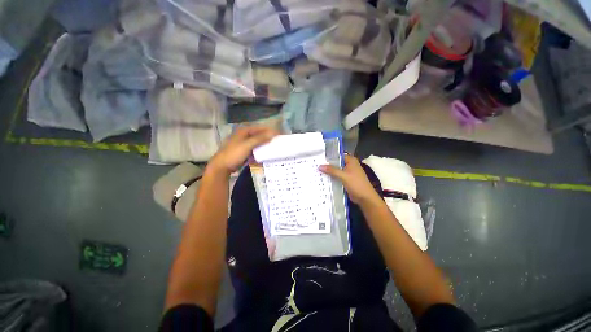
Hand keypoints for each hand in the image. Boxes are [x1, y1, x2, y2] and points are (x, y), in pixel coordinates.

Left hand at [209, 126, 277, 174]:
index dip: (269, 130)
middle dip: (268, 136)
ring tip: (274, 146)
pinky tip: (266, 152)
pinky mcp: (244, 150)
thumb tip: (272, 134)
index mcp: (244, 131)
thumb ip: (259, 139)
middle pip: (259, 134)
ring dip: (265, 143)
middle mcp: (244, 135)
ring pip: (257, 141)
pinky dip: (260, 149)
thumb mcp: (247, 145)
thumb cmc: (234, 153)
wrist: (222, 166)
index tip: (279, 134)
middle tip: (278, 140)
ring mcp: (244, 143)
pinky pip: (255, 147)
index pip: (260, 128)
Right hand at [319, 154, 380, 204]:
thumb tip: (320, 166)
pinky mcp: (346, 180)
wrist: (365, 198)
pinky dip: (331, 177)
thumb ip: (332, 170)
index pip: (337, 156)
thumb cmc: (356, 184)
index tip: (318, 158)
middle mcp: (349, 165)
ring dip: (329, 172)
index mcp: (351, 160)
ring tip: (317, 171)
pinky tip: (323, 179)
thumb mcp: (343, 176)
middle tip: (315, 165)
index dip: (328, 157)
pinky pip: (337, 177)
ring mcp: (348, 173)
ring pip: (336, 170)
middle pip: (336, 163)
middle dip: (327, 165)